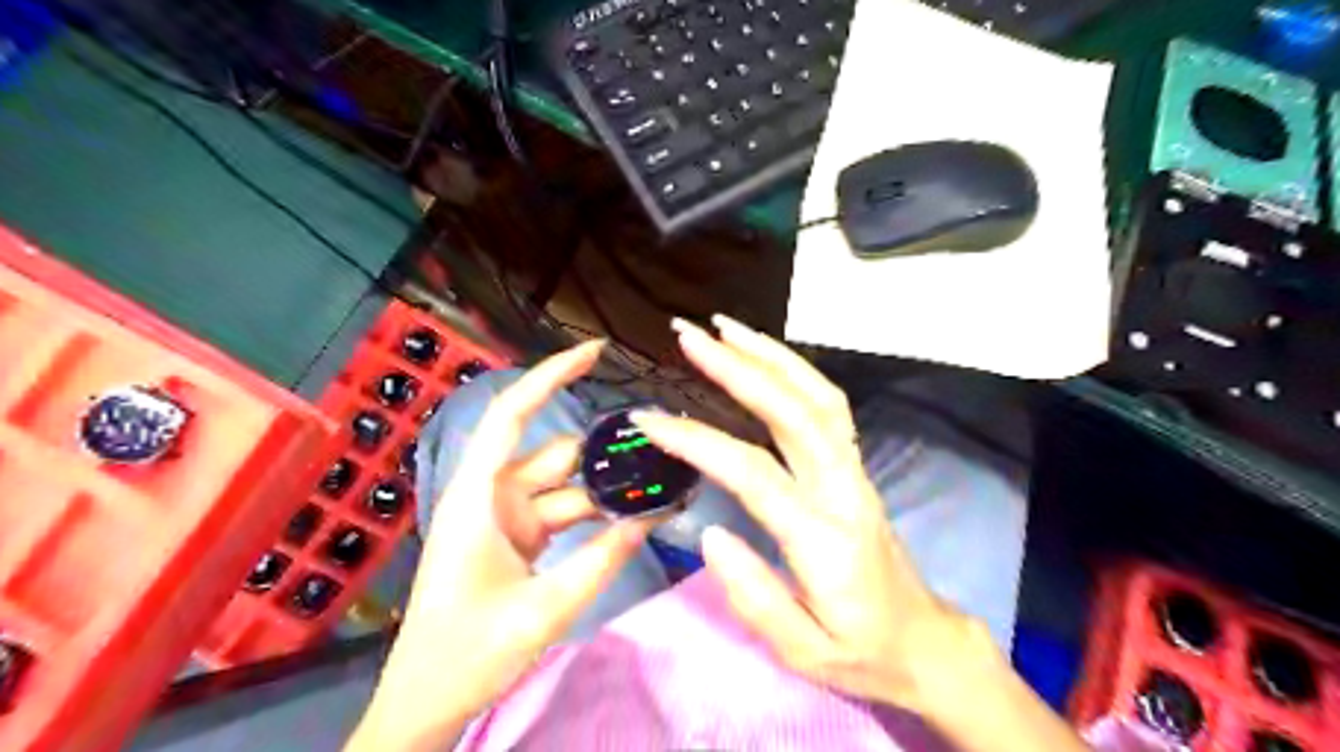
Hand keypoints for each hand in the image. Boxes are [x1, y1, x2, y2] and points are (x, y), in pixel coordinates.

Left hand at [350, 341, 655, 751]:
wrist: (427, 702)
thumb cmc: (467, 653)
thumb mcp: (543, 609)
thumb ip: (601, 561)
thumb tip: (649, 519)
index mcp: (480, 496)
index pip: (513, 415)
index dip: (551, 376)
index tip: (595, 352)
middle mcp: (493, 495)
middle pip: (557, 455)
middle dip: (606, 452)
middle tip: (662, 446)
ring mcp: (507, 517)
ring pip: (567, 487)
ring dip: (607, 490)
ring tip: (659, 486)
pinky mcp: (518, 538)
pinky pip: (564, 513)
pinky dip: (596, 515)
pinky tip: (633, 517)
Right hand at [632, 318, 992, 716]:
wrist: (925, 641)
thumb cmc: (862, 651)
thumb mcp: (803, 652)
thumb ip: (754, 597)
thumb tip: (708, 533)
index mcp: (824, 539)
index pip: (752, 473)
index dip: (697, 441)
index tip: (648, 420)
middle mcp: (843, 490)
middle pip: (793, 411)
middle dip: (738, 367)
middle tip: (688, 337)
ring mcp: (854, 470)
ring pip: (818, 396)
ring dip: (770, 355)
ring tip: (723, 327)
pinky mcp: (855, 465)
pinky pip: (828, 405)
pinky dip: (794, 370)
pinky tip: (762, 356)